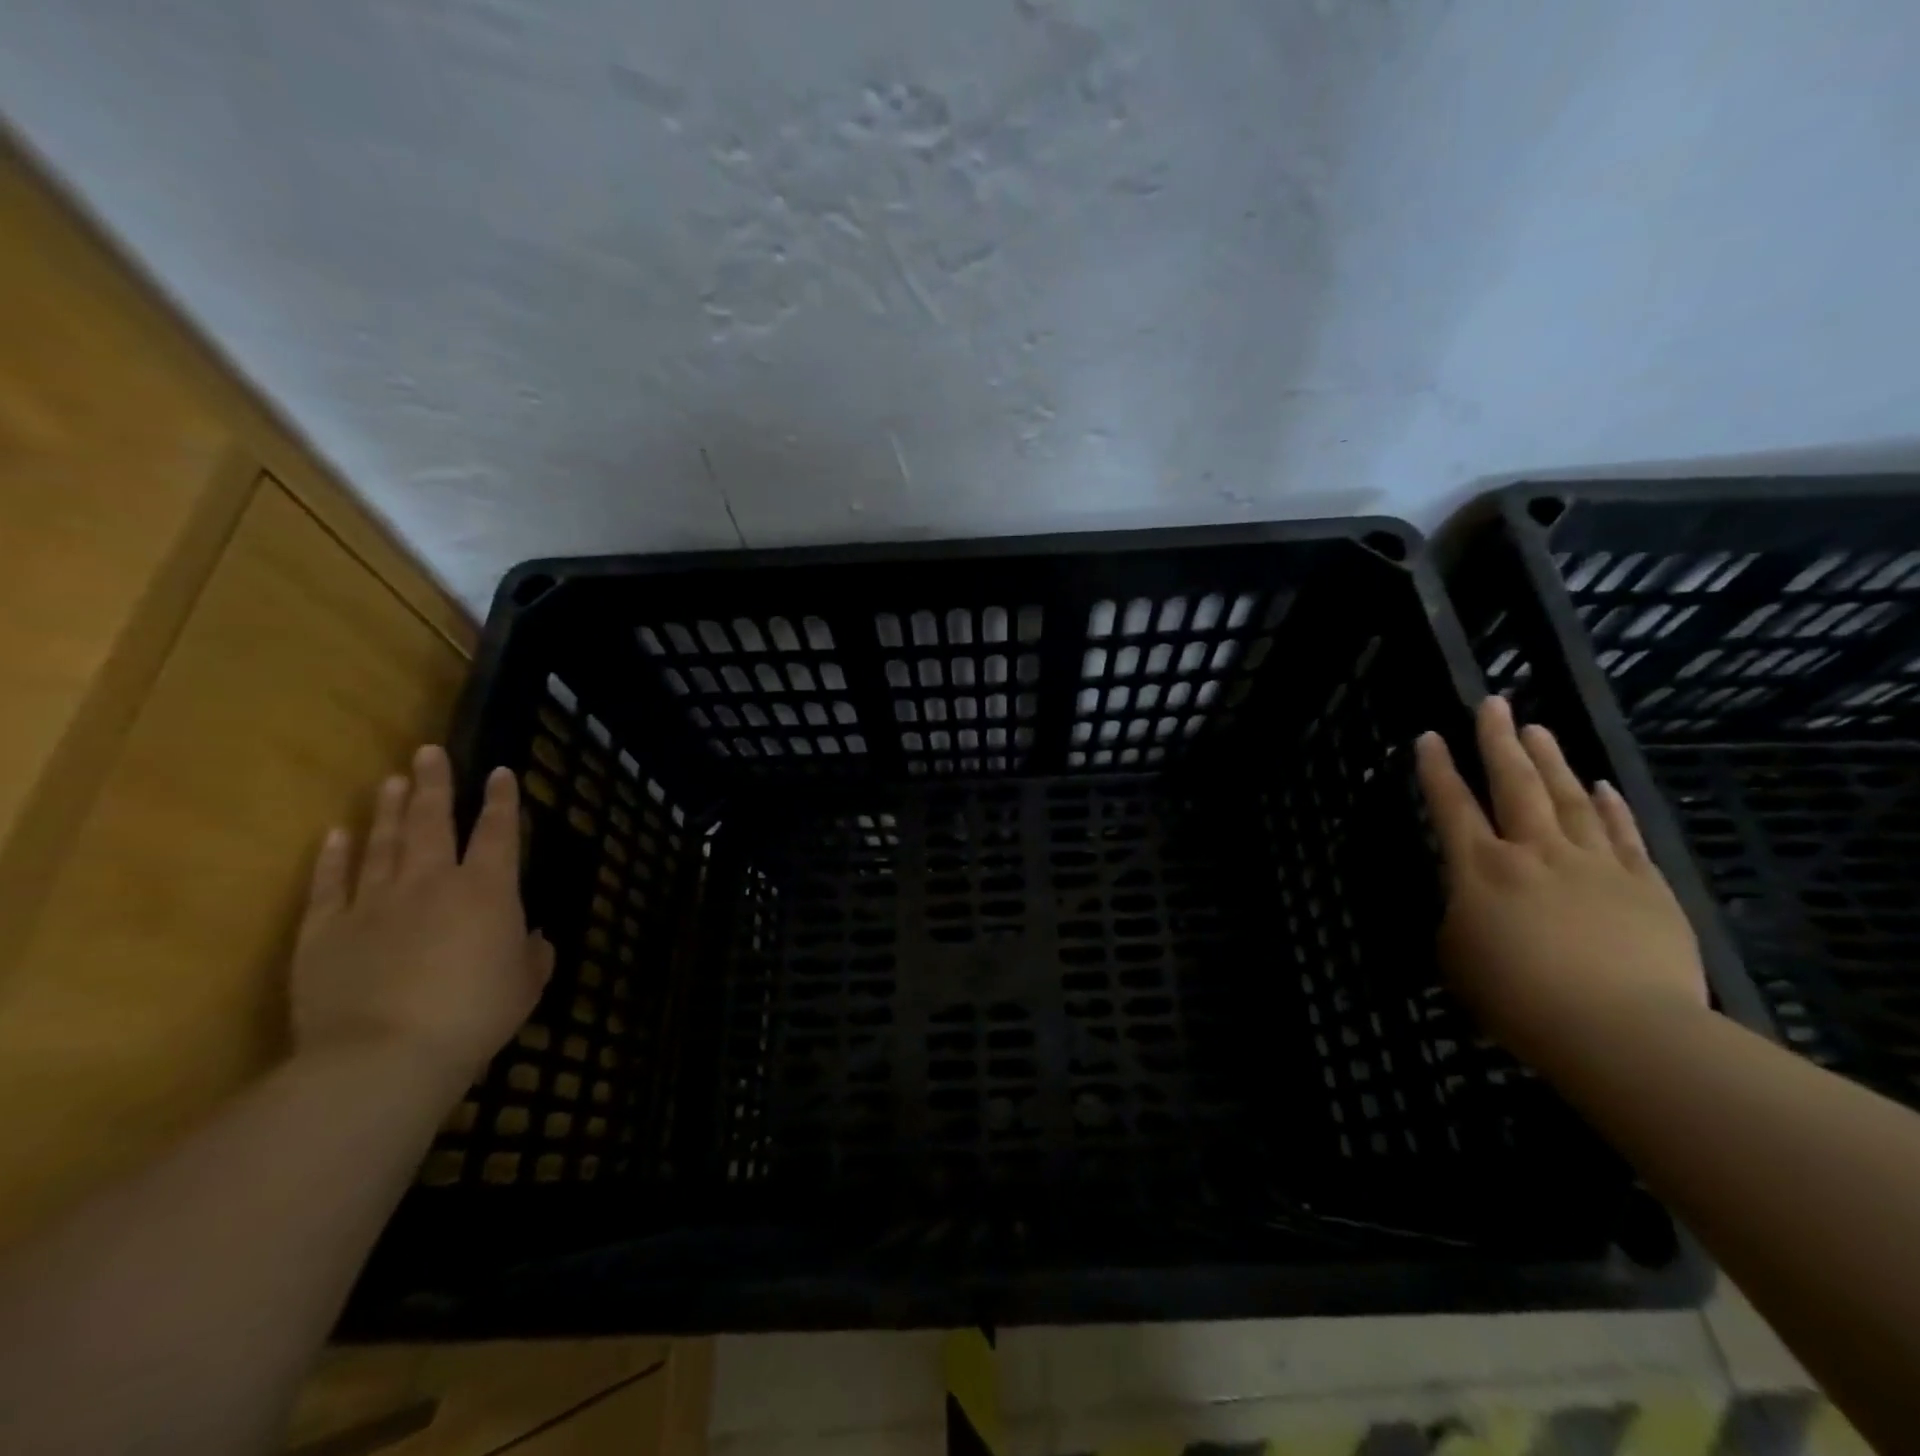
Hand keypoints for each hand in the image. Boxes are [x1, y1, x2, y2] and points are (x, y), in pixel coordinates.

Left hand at [291, 746, 553, 1086]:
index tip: (501, 773)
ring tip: (390, 780)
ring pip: (382, 843)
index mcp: (487, 890)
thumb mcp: (526, 985)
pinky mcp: (325, 930)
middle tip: (428, 752)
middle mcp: (431, 882)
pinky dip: (333, 856)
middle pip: (432, 821)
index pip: (498, 832)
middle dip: (434, 784)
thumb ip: (534, 954)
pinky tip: (336, 834)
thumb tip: (533, 937)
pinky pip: (330, 884)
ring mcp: (373, 902)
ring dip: (388, 809)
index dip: (502, 801)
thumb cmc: (474, 1015)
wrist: (383, 1055)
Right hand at [1415, 696, 1707, 1069]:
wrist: (1620, 1029)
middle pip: (1514, 783)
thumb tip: (1470, 907)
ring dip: (1551, 759)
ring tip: (1539, 728)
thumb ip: (1459, 920)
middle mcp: (1533, 851)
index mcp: (1479, 869)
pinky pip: (1623, 834)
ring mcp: (1594, 864)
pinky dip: (1612, 805)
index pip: (1451, 806)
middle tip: (1492, 703)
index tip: (1429, 737)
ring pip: (1570, 797)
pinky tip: (1604, 784)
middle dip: (1498, 740)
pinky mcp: (1645, 886)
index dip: (1437, 770)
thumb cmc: (1517, 997)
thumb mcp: (1457, 958)